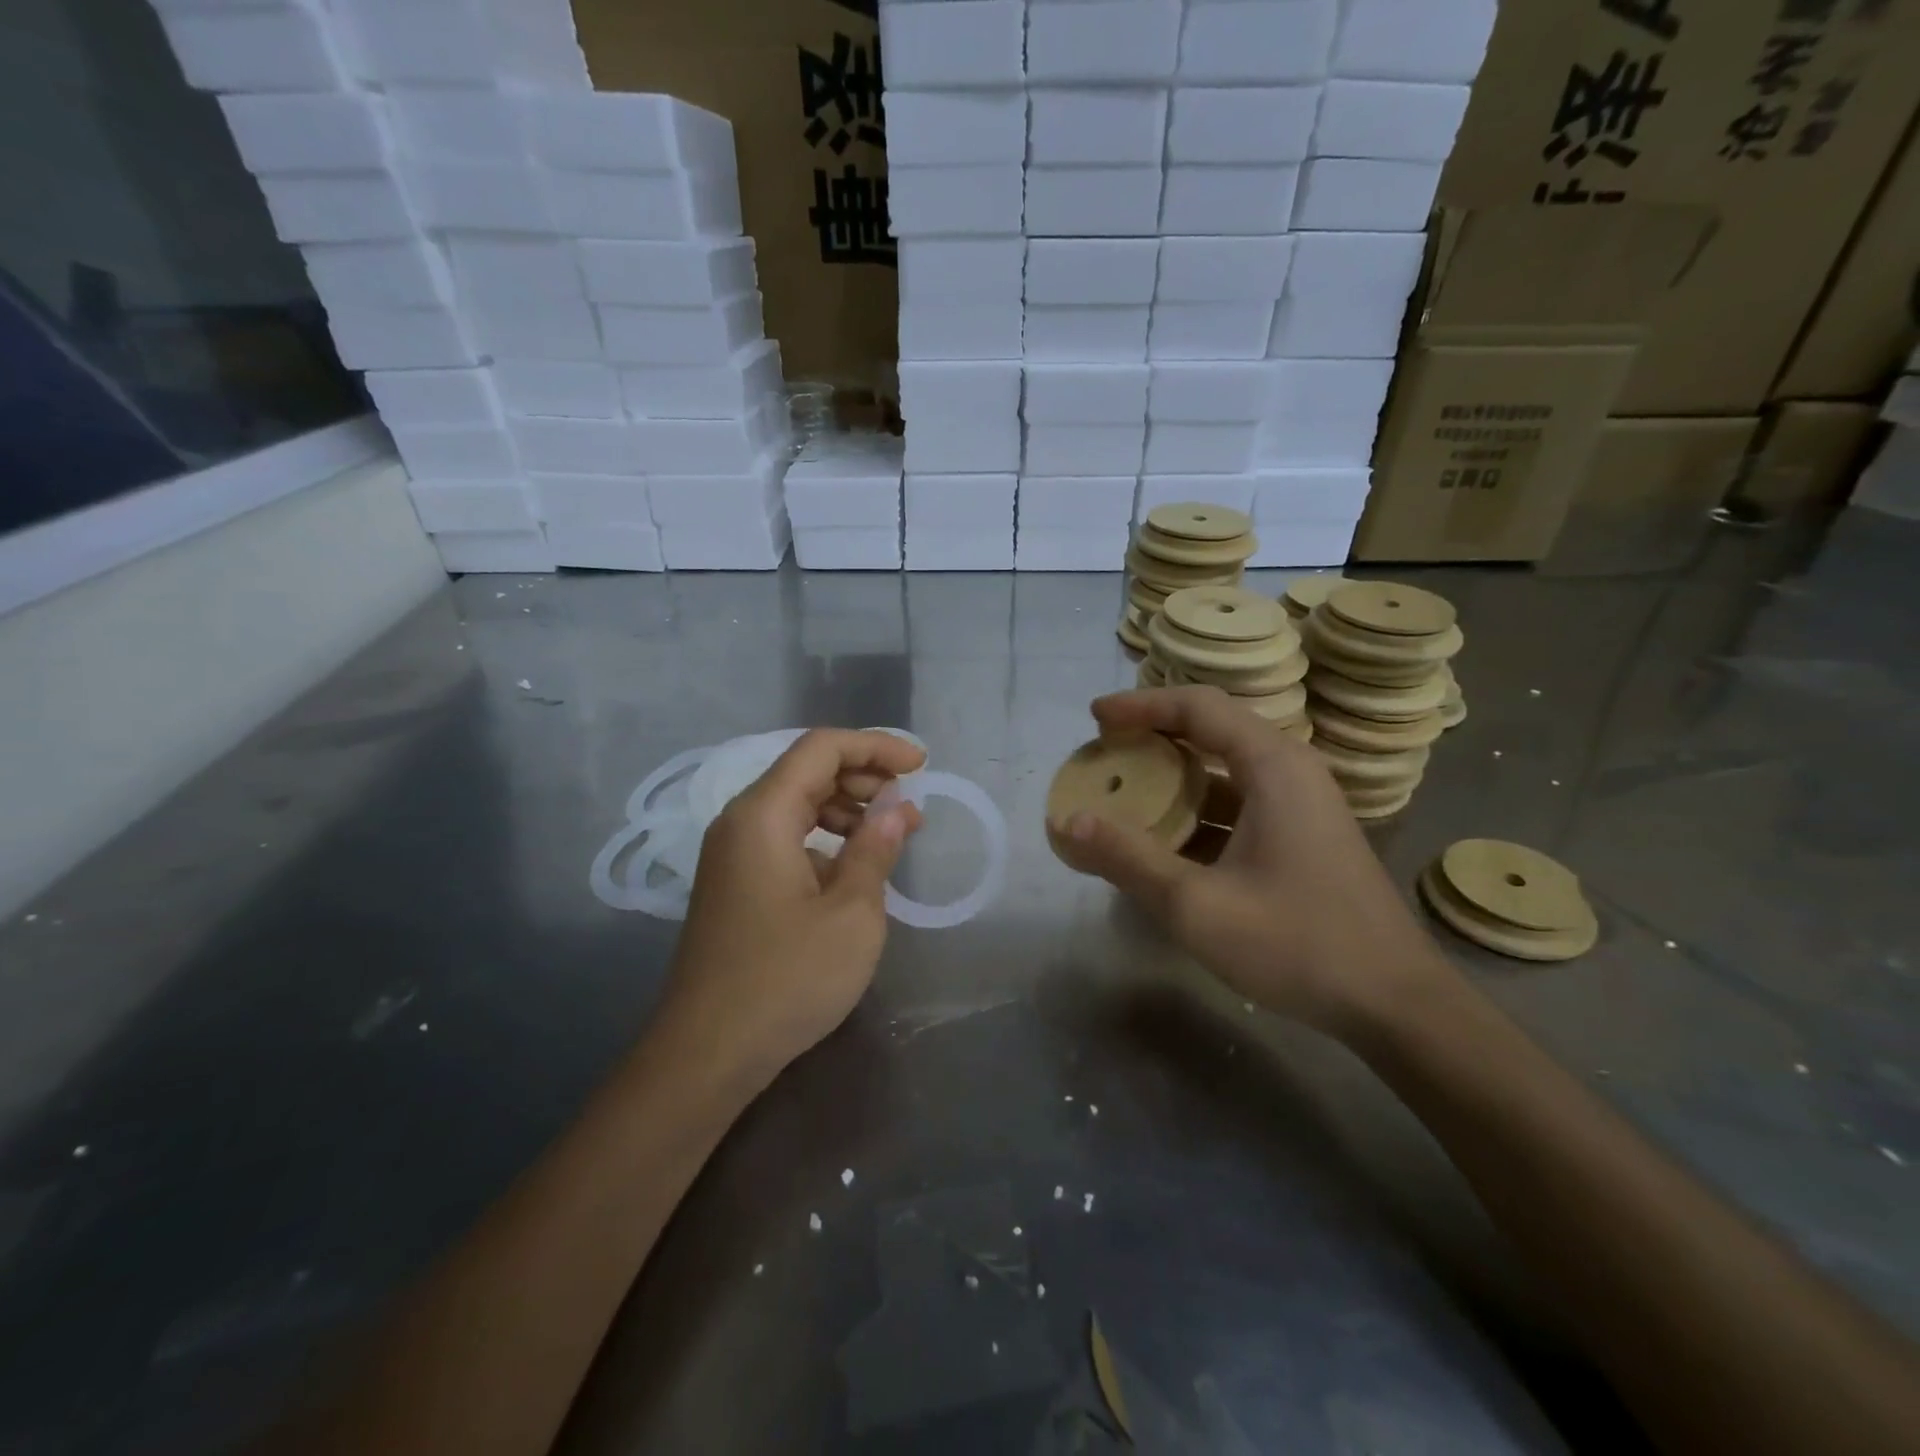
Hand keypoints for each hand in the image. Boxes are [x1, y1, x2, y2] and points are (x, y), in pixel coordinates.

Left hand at [661, 729, 923, 1086]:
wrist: (707, 1053)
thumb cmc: (786, 978)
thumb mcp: (851, 913)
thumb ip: (875, 849)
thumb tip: (898, 807)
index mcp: (763, 814)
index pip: (821, 748)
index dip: (876, 746)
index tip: (921, 767)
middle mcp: (740, 822)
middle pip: (806, 771)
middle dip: (864, 776)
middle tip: (909, 804)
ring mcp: (732, 854)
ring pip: (796, 804)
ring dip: (847, 808)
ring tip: (891, 835)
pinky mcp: (735, 883)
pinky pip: (785, 838)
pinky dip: (824, 838)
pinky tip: (853, 868)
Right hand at [1049, 687, 1455, 1039]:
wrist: (1395, 1004)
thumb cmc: (1297, 944)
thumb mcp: (1196, 904)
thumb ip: (1127, 859)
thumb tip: (1067, 821)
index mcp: (1273, 766)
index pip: (1198, 706)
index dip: (1141, 706)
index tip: (1095, 718)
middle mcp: (1291, 771)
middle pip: (1212, 729)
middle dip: (1153, 737)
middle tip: (1105, 754)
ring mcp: (1302, 805)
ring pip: (1226, 770)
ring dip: (1174, 776)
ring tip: (1126, 795)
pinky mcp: (1304, 836)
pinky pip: (1240, 802)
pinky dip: (1198, 810)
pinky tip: (1167, 844)